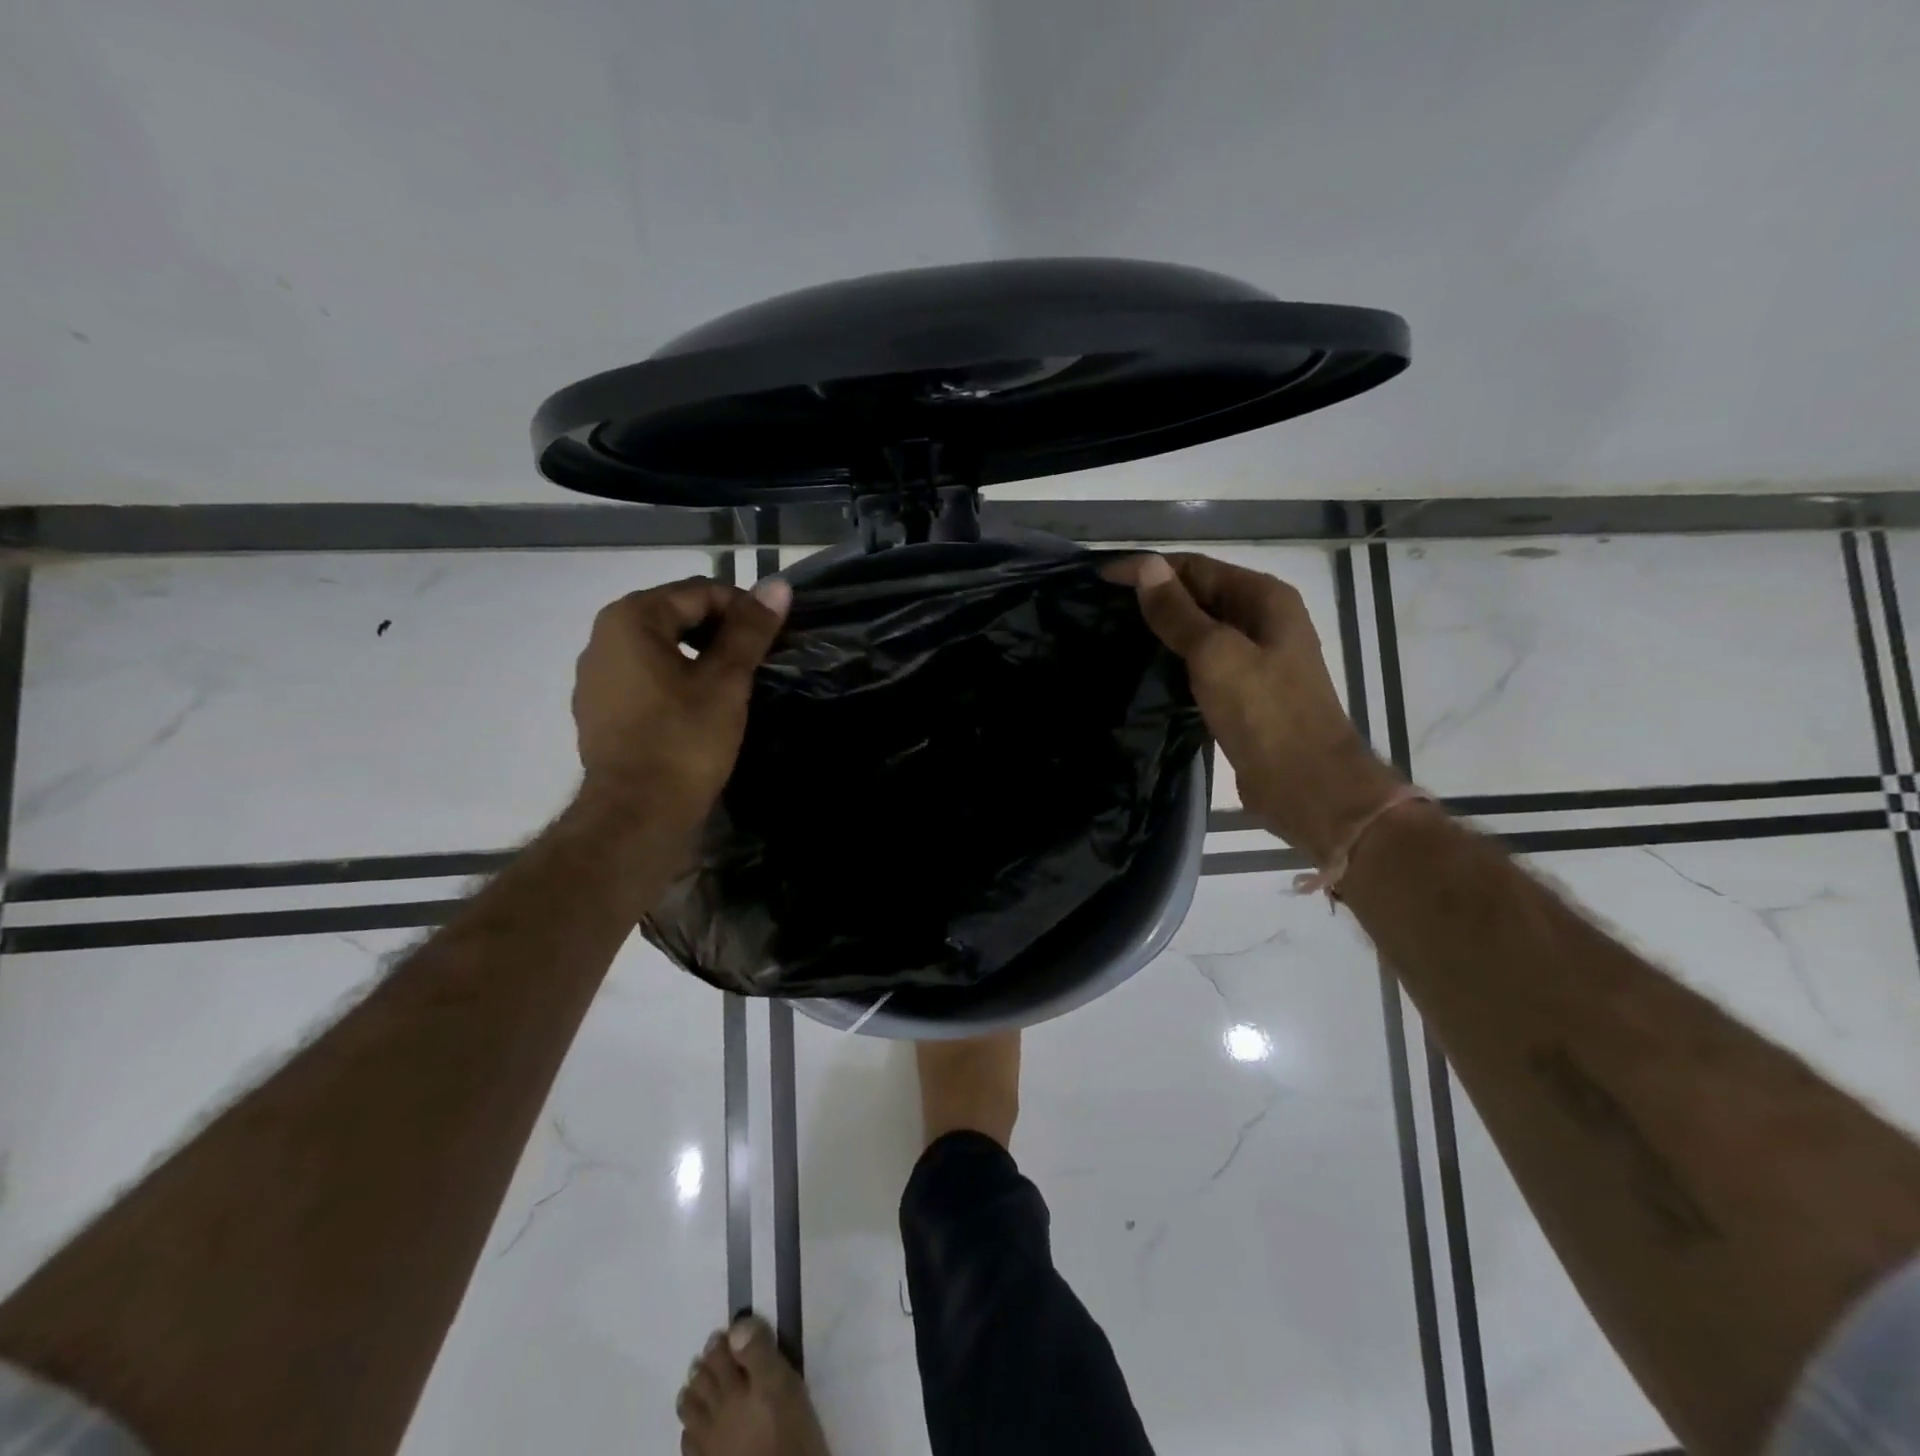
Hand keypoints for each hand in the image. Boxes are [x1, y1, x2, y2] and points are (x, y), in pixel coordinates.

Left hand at [572, 576, 790, 829]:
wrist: (637, 814)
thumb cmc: (684, 739)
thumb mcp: (726, 681)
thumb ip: (750, 630)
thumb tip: (778, 585)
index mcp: (630, 620)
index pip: (699, 592)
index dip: (743, 609)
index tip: (772, 638)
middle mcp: (602, 639)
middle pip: (676, 616)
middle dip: (720, 632)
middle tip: (758, 660)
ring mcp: (595, 677)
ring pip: (661, 649)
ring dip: (699, 657)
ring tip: (735, 684)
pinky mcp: (599, 710)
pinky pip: (645, 678)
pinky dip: (675, 681)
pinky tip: (700, 707)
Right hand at [1105, 553, 1402, 863]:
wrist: (1306, 783)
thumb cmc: (1265, 712)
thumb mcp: (1215, 655)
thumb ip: (1178, 612)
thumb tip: (1146, 567)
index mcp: (1265, 598)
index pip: (1197, 567)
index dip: (1149, 568)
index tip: (1101, 580)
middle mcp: (1264, 620)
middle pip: (1200, 595)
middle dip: (1154, 597)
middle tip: (1101, 609)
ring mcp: (1256, 658)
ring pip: (1200, 631)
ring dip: (1162, 630)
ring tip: (1114, 636)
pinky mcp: (1245, 692)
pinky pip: (1203, 663)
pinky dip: (1175, 661)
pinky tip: (1144, 670)